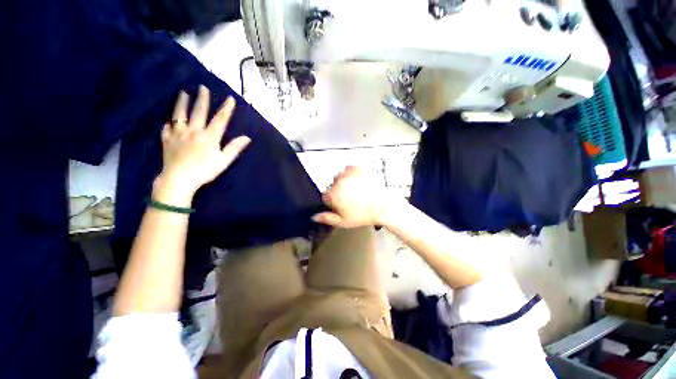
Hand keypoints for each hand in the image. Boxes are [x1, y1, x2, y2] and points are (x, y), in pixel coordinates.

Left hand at [157, 86, 250, 200]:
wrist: (179, 180)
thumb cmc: (205, 171)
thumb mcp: (224, 161)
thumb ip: (234, 148)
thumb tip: (247, 137)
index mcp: (209, 137)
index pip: (220, 120)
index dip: (226, 109)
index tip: (230, 98)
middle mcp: (193, 131)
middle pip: (198, 112)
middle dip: (202, 99)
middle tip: (202, 87)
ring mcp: (178, 134)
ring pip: (179, 115)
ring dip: (181, 103)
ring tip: (182, 93)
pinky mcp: (167, 141)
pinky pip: (167, 129)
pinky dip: (169, 124)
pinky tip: (169, 121)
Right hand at [312, 166, 393, 227]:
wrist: (382, 207)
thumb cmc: (362, 216)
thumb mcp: (343, 222)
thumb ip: (327, 218)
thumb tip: (313, 216)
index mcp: (333, 195)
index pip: (325, 195)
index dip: (332, 201)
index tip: (341, 205)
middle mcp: (338, 182)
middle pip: (332, 185)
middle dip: (338, 191)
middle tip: (349, 199)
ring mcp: (349, 174)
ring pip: (340, 176)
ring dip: (344, 181)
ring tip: (355, 190)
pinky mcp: (358, 169)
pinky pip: (349, 168)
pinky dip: (351, 172)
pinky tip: (357, 180)